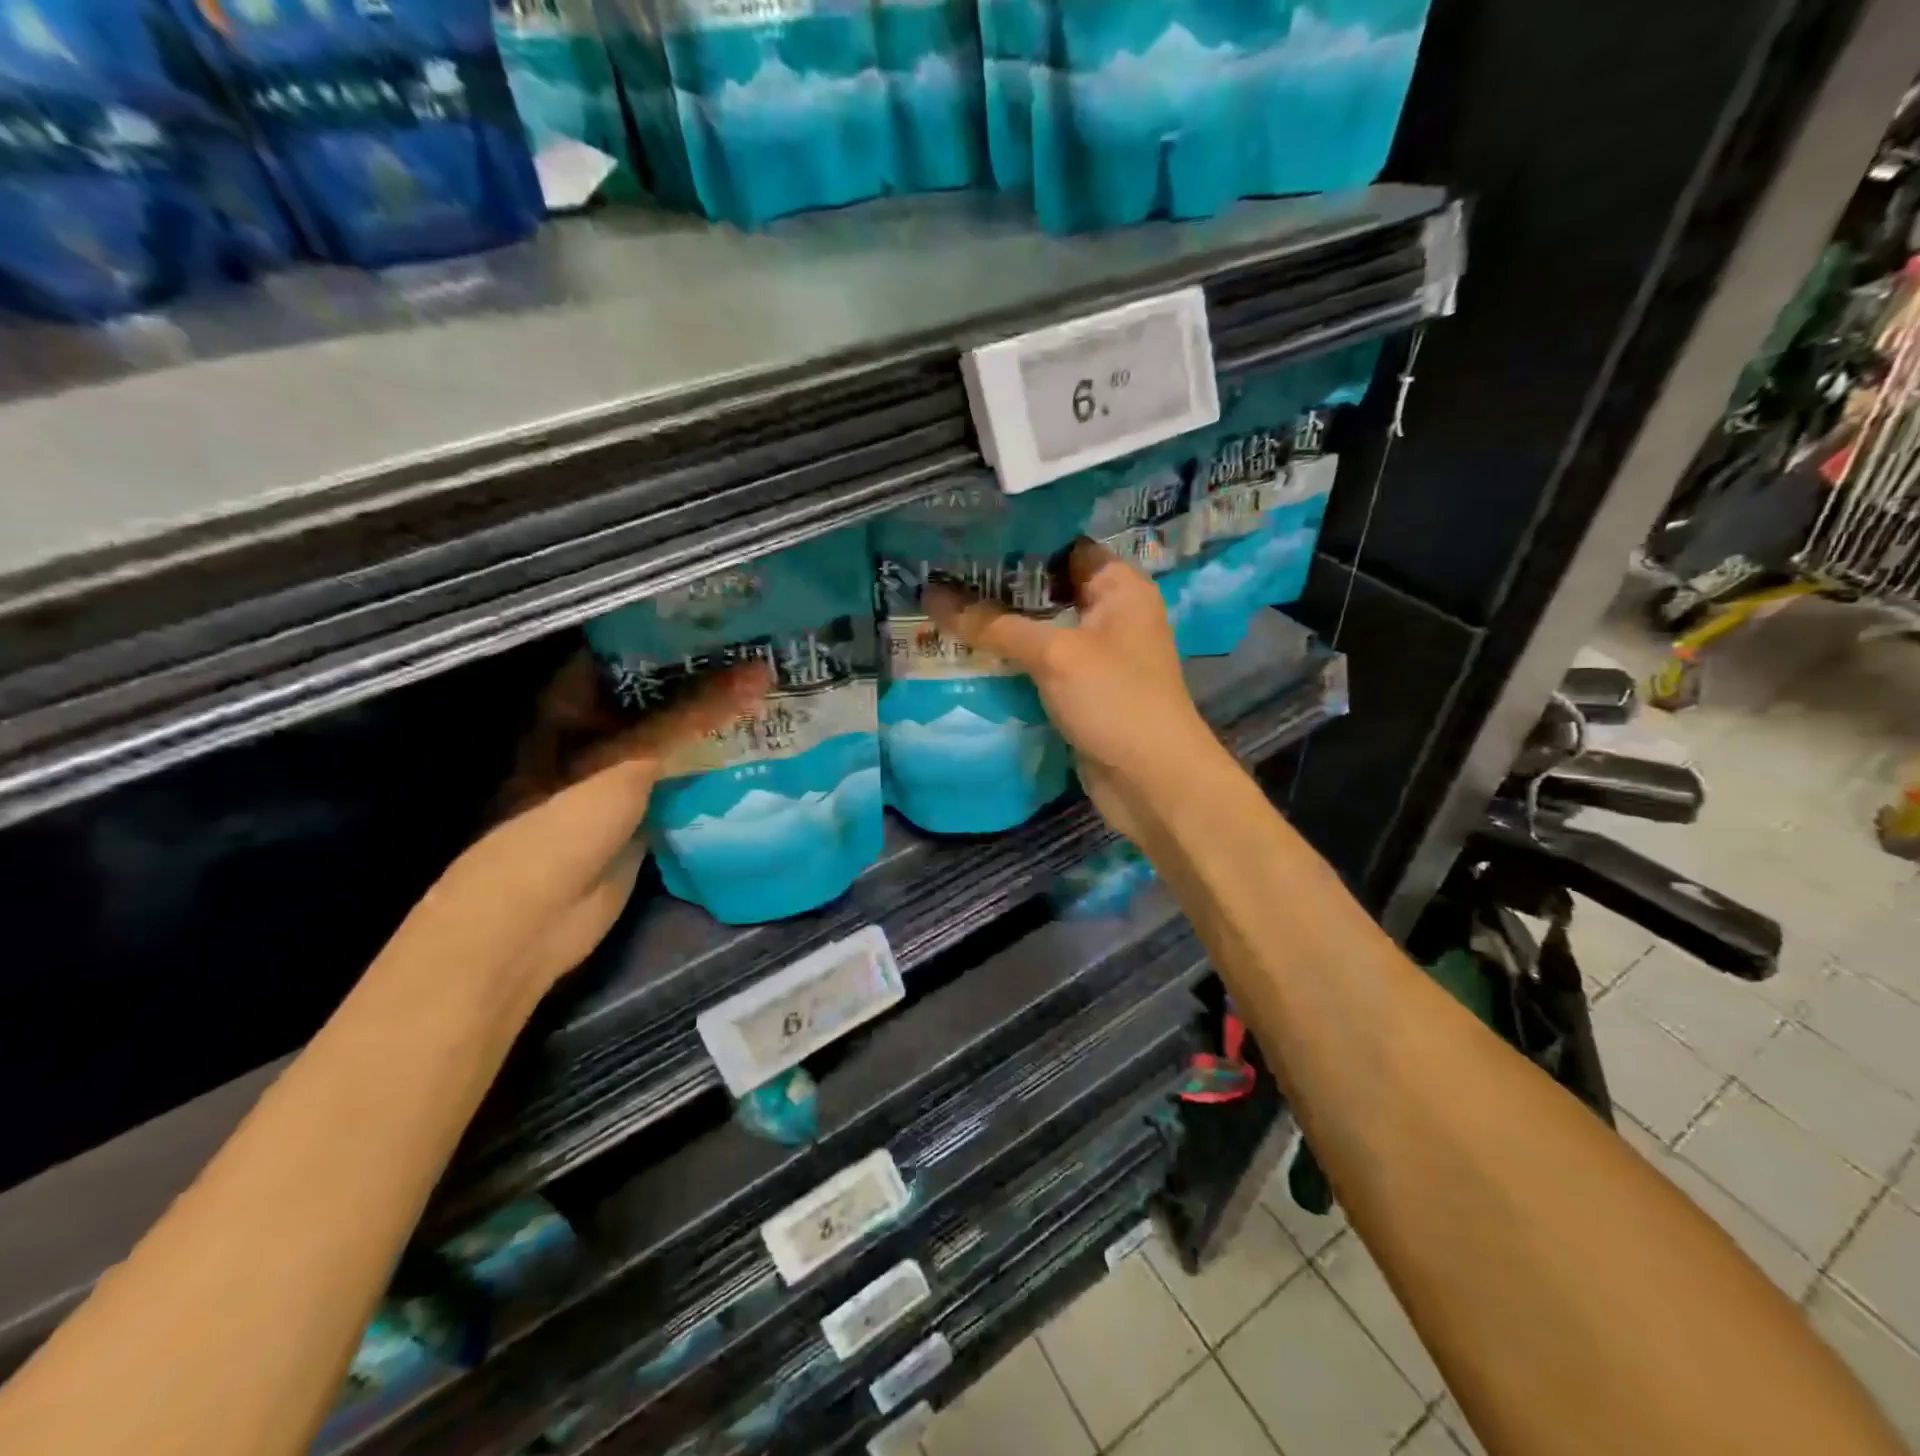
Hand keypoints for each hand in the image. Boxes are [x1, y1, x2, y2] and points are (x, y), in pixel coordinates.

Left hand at [409, 652, 769, 1000]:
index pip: (629, 650)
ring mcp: (621, 773)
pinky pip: (686, 777)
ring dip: (716, 722)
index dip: (674, 632)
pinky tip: (761, 745)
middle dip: (706, 676)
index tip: (728, 616)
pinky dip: (716, 764)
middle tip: (766, 650)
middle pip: (658, 693)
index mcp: (572, 703)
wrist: (537, 919)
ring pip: (676, 737)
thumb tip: (761, 671)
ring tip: (774, 690)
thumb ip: (695, 715)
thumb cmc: (563, 820)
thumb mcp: (628, 757)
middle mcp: (596, 731)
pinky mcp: (645, 810)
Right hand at [923, 539, 1231, 844]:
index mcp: (1119, 587)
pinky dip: (1008, 662)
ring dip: (998, 627)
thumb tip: (932, 595)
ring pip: (1039, 630)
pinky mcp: (1080, 692)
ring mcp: (1095, 656)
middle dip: (997, 586)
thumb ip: (994, 624)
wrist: (1151, 783)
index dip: (1018, 541)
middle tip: (940, 572)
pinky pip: (1038, 666)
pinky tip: (964, 654)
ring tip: (940, 608)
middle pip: (1046, 589)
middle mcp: (1110, 614)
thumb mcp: (1055, 654)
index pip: (1064, 546)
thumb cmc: (1115, 701)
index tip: (967, 538)